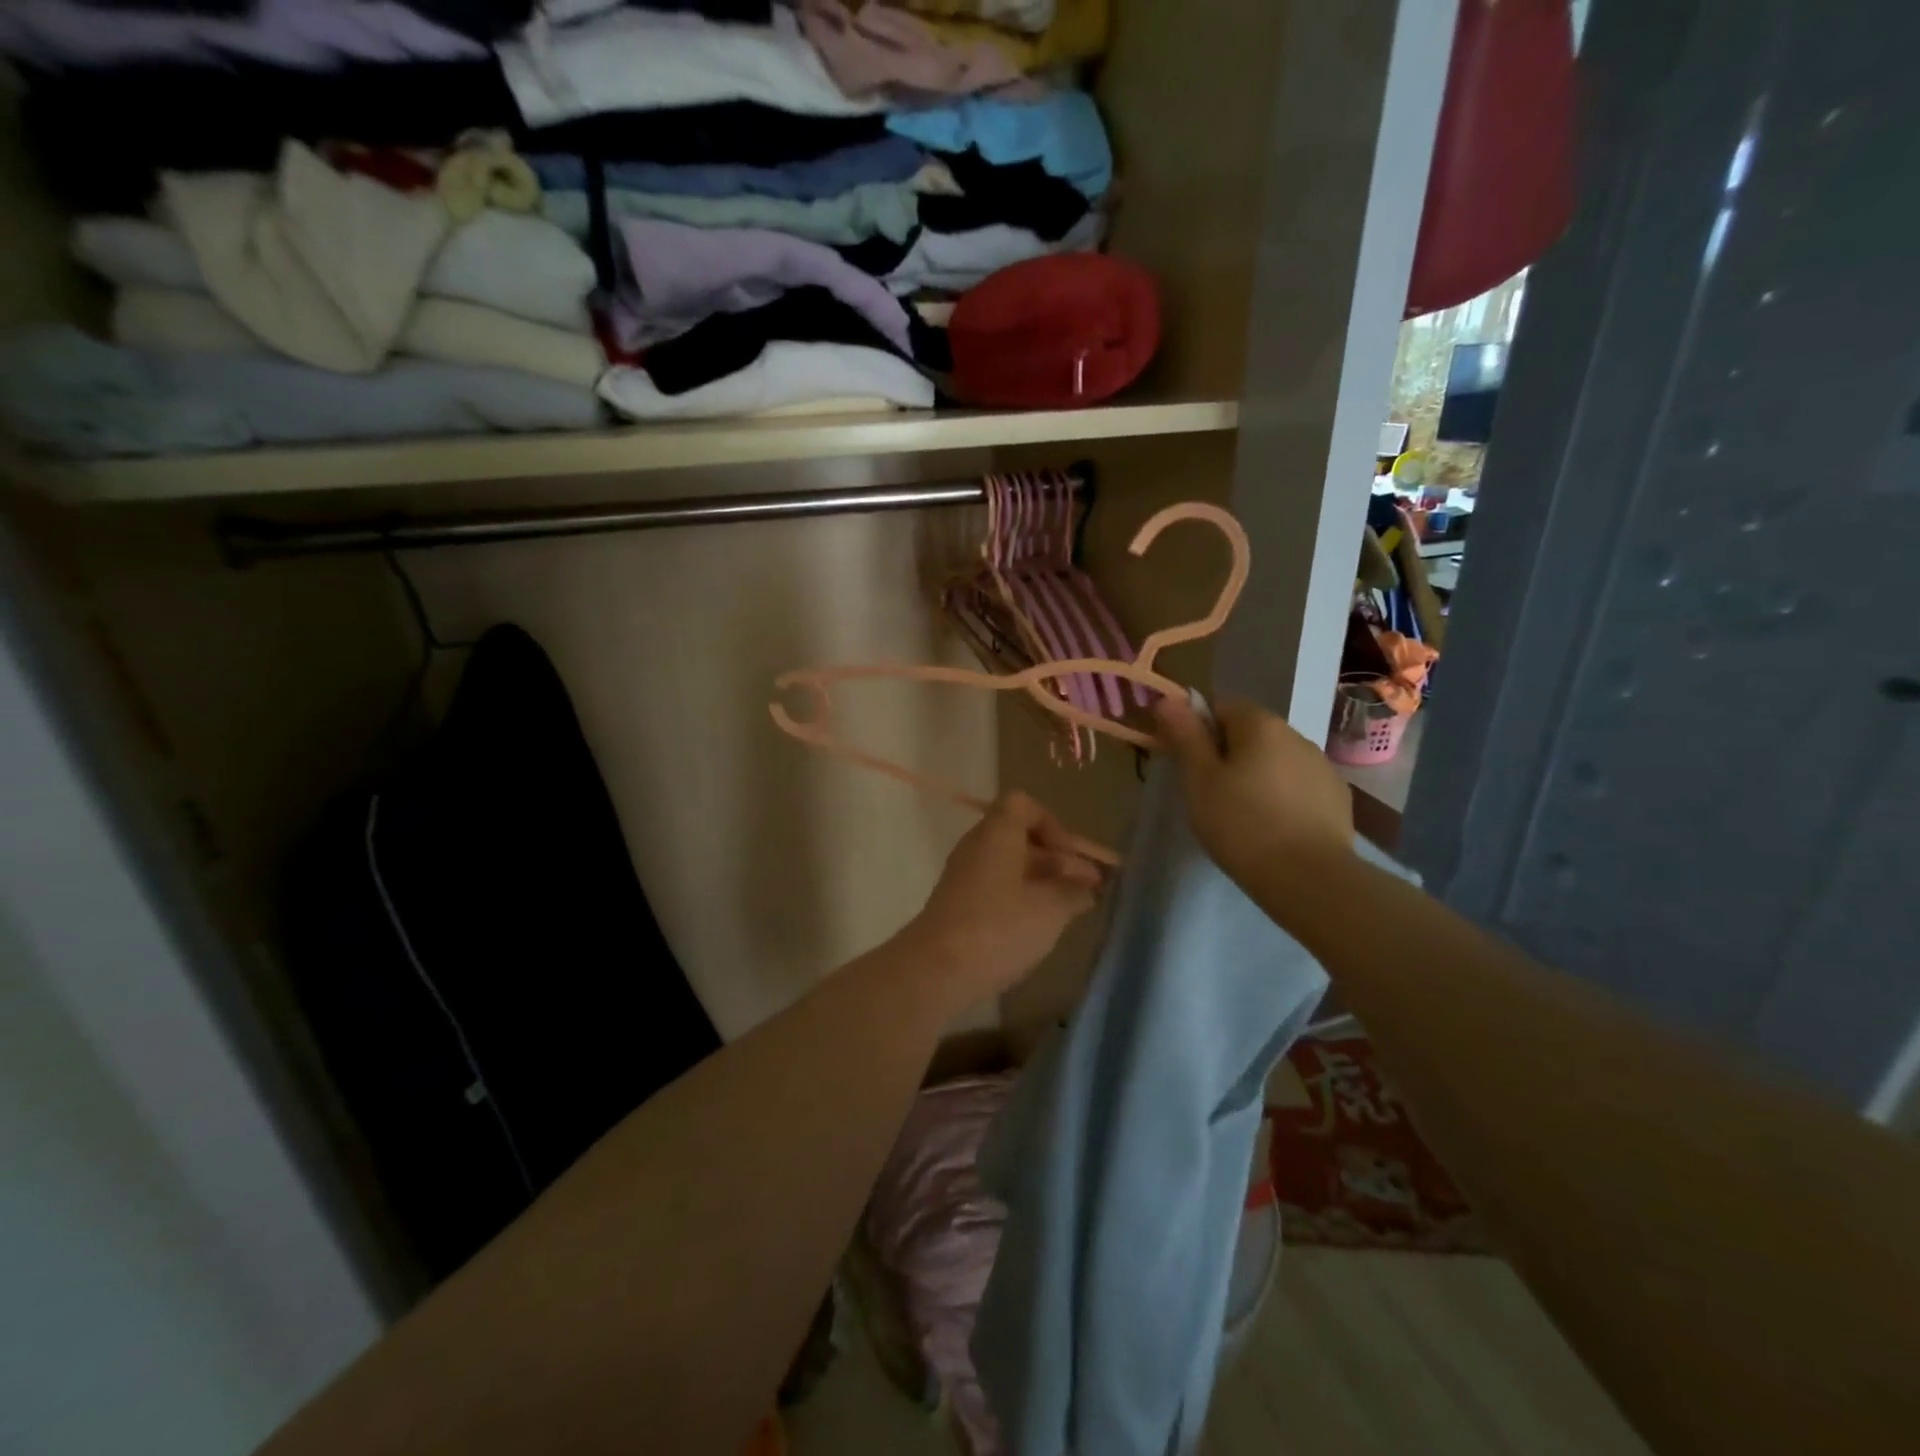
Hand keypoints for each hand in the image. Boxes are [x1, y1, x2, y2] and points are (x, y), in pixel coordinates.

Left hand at [902, 791, 1103, 1004]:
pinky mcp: (961, 907)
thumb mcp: (1050, 908)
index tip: (1073, 856)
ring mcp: (966, 878)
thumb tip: (1086, 886)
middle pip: (1022, 837)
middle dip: (1060, 858)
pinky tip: (1046, 925)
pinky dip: (1026, 899)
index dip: (1054, 824)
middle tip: (1094, 886)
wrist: (936, 971)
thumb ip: (1075, 891)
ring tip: (1078, 907)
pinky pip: (1000, 889)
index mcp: (996, 833)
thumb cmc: (999, 927)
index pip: (1023, 805)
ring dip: (1046, 881)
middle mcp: (978, 847)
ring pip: (1012, 866)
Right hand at [1152, 695, 1353, 887]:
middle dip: (1228, 753)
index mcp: (1260, 724)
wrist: (1309, 879)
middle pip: (1250, 732)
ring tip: (1242, 814)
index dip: (1198, 730)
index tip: (1188, 764)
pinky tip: (1274, 827)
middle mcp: (1296, 735)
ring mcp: (1322, 766)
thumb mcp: (1199, 780)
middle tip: (1209, 793)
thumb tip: (1169, 698)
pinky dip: (1282, 796)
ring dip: (1257, 774)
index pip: (1221, 706)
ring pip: (1276, 759)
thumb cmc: (1241, 824)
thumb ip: (1185, 736)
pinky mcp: (1337, 798)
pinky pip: (1298, 785)